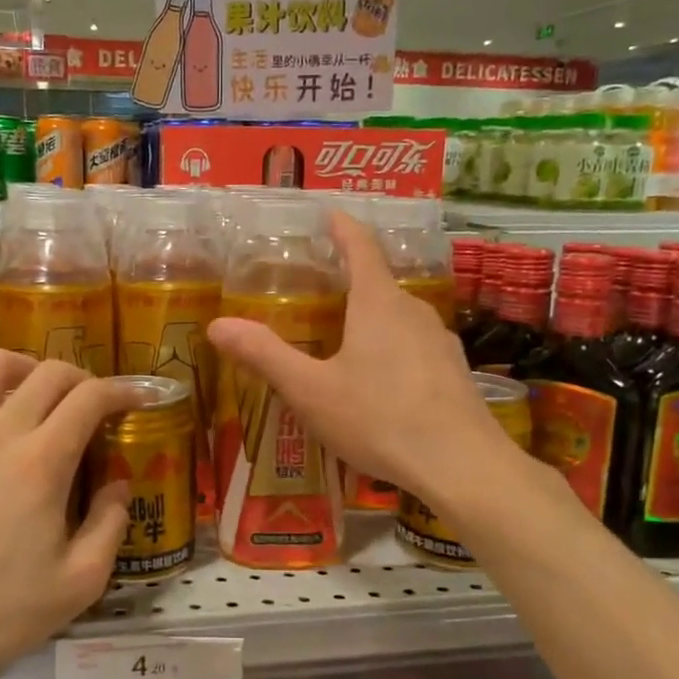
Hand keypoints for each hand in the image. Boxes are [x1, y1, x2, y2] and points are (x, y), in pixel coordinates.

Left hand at [0, 351, 137, 678]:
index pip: (90, 398)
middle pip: (48, 373)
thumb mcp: (78, 584)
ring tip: (38, 394)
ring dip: (26, 369)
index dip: (123, 390)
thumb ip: (110, 526)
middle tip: (95, 405)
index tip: (139, 399)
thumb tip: (118, 486)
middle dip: (83, 379)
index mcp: (42, 463)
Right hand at [206, 211, 522, 506]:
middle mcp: (413, 311)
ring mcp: (440, 340)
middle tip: (318, 291)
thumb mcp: (311, 391)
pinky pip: (415, 345)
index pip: (360, 248)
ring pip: (398, 316)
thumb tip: (218, 325)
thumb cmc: (379, 419)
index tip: (329, 214)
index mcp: (377, 304)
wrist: (461, 465)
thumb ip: (265, 355)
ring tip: (345, 338)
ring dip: (371, 317)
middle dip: (349, 280)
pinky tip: (381, 381)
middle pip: (378, 283)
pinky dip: (392, 347)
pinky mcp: (454, 370)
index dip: (343, 227)